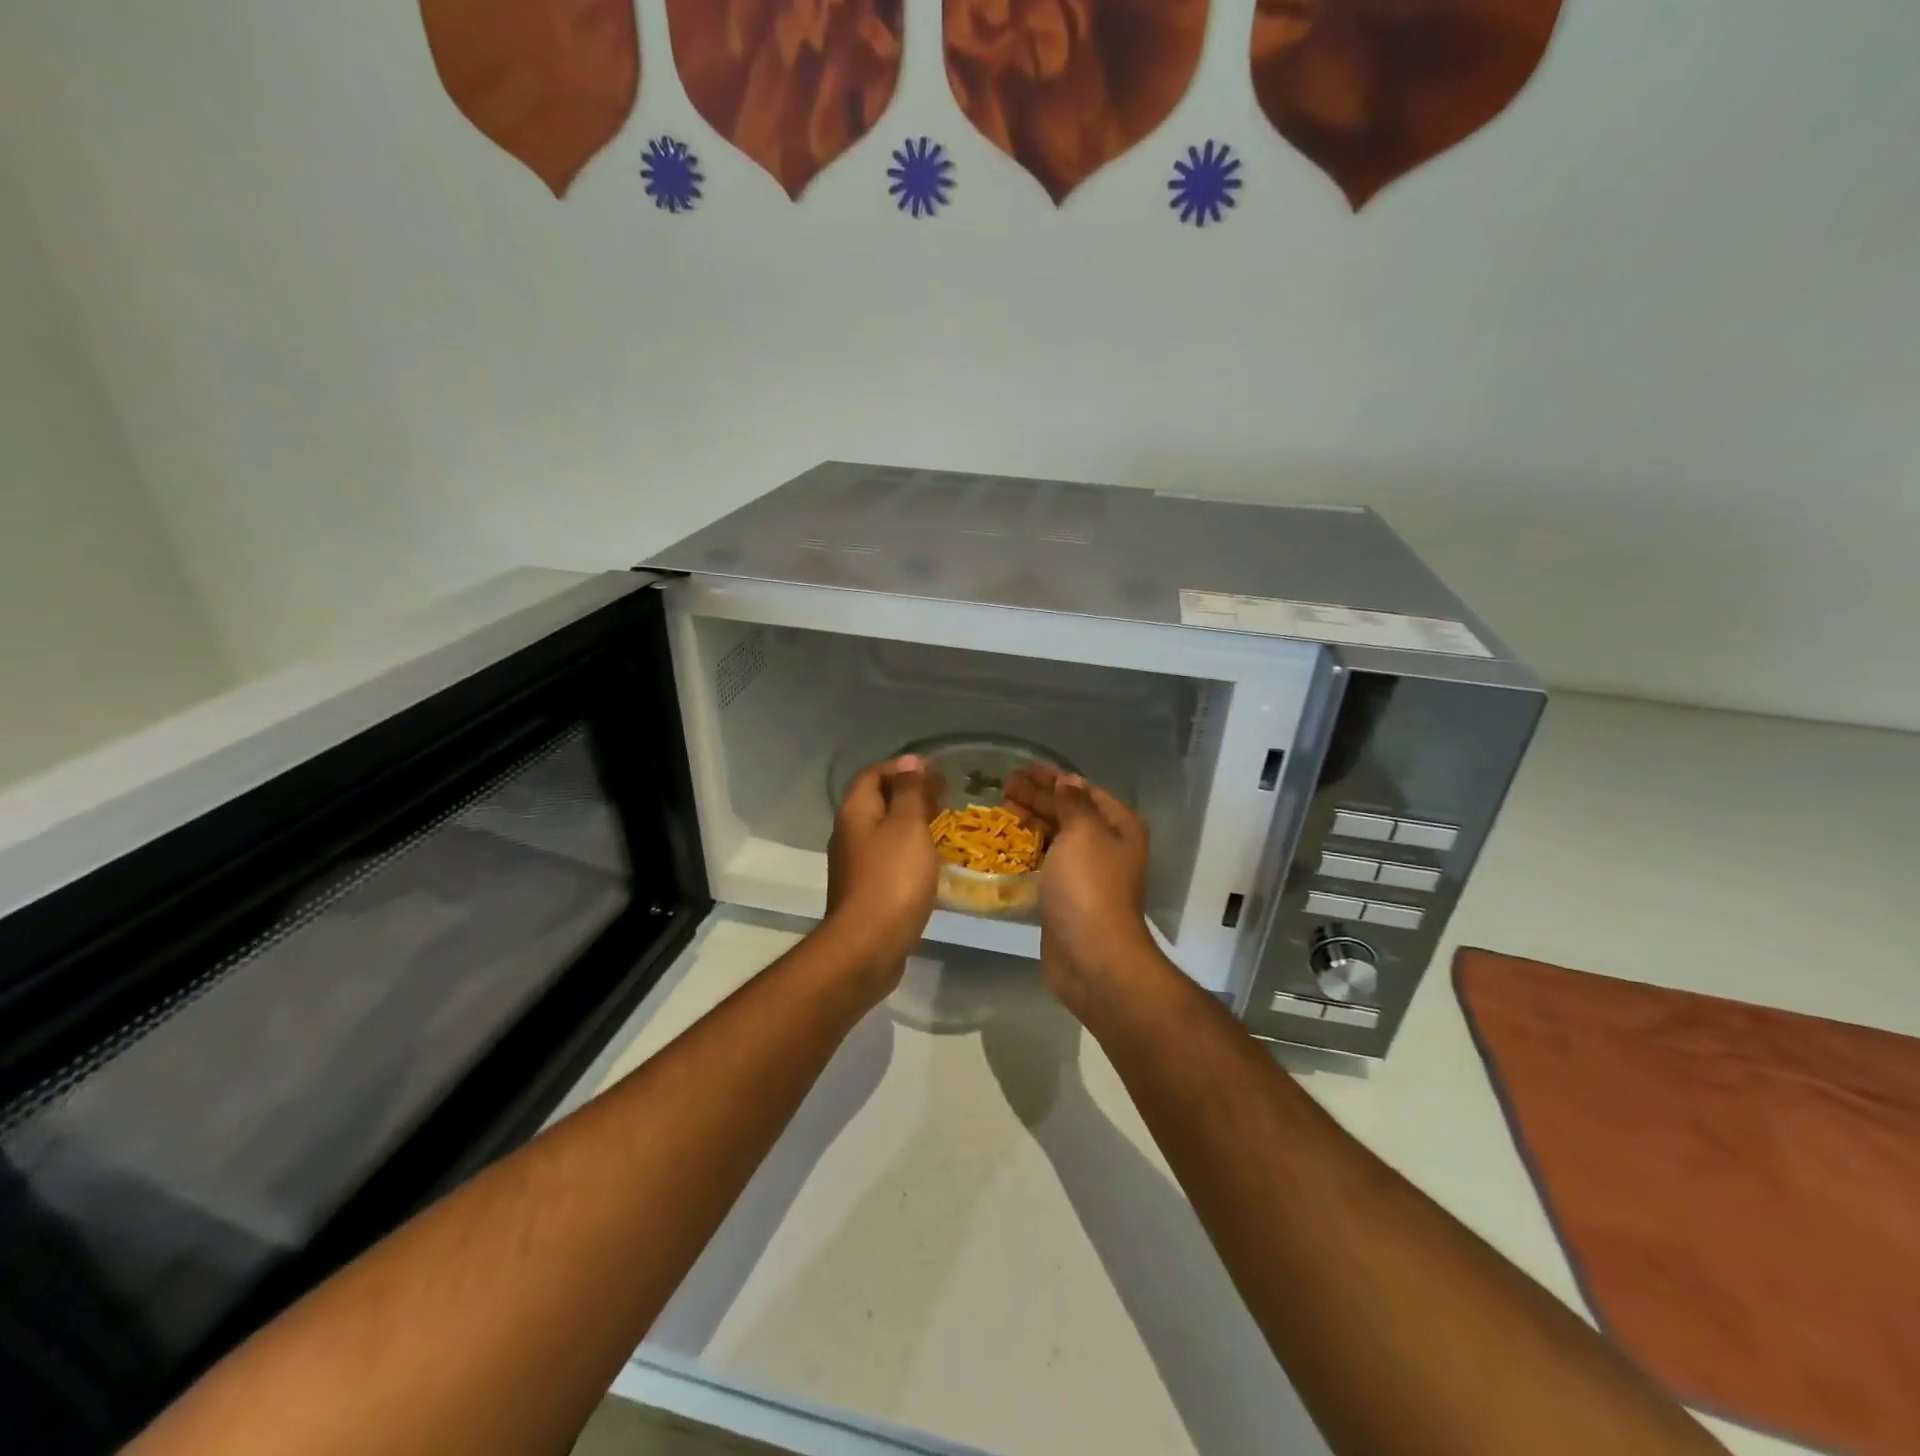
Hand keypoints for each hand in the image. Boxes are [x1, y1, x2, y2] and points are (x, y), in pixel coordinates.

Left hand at [824, 755, 941, 991]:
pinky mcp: (864, 890)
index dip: (903, 767)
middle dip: (909, 794)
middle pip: (877, 801)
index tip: (935, 772)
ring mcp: (854, 864)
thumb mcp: (908, 826)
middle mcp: (848, 833)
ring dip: (909, 824)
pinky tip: (929, 862)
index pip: (874, 773)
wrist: (868, 945)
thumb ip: (909, 792)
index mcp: (855, 811)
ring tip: (942, 826)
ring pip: (883, 831)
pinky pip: (886, 858)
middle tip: (944, 797)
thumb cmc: (892, 878)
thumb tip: (909, 762)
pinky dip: (907, 851)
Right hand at [1005, 765, 1161, 1015]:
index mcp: (1118, 826)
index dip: (1054, 778)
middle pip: (1069, 812)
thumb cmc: (1089, 885)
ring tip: (1002, 808)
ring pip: (1057, 837)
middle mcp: (1107, 846)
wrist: (1092, 955)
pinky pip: (1047, 862)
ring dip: (1032, 821)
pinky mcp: (1067, 896)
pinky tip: (1009, 842)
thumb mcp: (1083, 832)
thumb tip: (1069, 780)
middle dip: (1039, 797)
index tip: (1023, 768)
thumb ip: (1074, 803)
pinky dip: (1030, 849)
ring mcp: (1087, 873)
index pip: (1083, 790)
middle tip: (1004, 785)